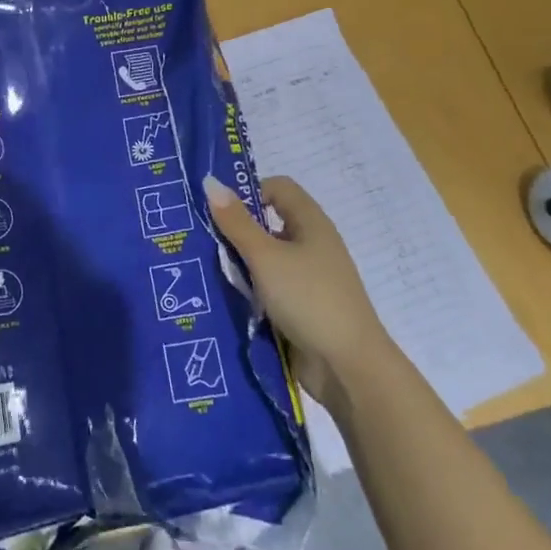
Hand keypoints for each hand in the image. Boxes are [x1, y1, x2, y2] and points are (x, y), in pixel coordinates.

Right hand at [203, 175, 388, 408]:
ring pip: (266, 260)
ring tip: (204, 272)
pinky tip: (225, 300)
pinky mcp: (301, 309)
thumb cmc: (309, 299)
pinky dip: (250, 292)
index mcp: (311, 224)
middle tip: (202, 241)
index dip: (250, 192)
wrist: (348, 367)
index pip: (279, 188)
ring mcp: (308, 279)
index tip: (220, 212)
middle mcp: (312, 246)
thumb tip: (211, 183)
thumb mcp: (266, 257)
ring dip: (240, 265)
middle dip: (236, 231)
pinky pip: (269, 289)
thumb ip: (237, 223)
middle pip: (269, 225)